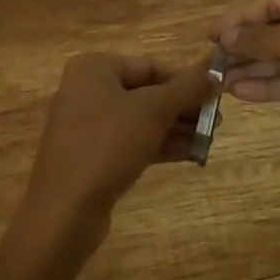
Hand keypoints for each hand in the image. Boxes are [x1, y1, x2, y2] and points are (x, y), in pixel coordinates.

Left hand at [21, 53, 213, 244]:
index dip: (185, 80)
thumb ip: (187, 88)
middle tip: (216, 121)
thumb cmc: (107, 145)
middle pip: (146, 92)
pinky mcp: (91, 156)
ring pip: (140, 120)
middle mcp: (87, 90)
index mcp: (94, 68)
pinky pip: (130, 141)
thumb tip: (215, 71)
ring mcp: (86, 125)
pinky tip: (190, 154)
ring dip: (175, 128)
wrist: (64, 213)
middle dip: (182, 108)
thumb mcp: (153, 111)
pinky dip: (158, 145)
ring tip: (209, 139)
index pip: (150, 66)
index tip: (214, 94)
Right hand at [211, 0, 279, 132]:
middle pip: (275, 33)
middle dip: (245, 47)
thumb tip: (227, 37)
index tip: (210, 33)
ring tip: (220, 81)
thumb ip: (266, 39)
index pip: (272, 5)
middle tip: (211, 62)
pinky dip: (271, 87)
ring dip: (254, 70)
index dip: (240, 18)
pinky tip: (243, 91)